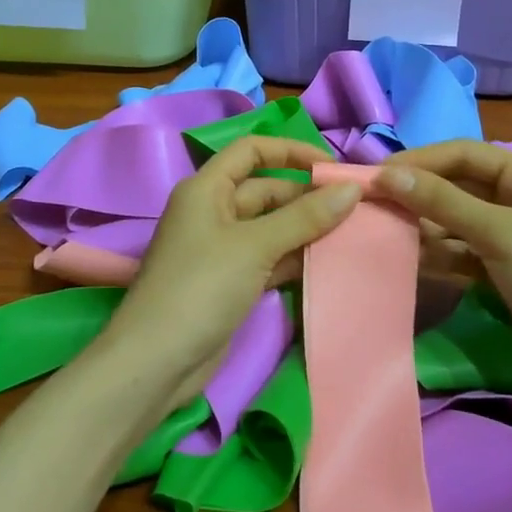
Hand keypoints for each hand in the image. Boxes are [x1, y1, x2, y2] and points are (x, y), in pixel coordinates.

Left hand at [102, 137, 360, 404]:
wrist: (157, 361)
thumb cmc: (201, 287)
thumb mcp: (255, 246)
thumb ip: (305, 217)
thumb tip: (351, 189)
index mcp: (207, 188)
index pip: (251, 150)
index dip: (290, 151)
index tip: (331, 167)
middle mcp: (213, 211)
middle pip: (266, 190)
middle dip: (306, 197)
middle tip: (354, 209)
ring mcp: (221, 248)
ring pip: (271, 227)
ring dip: (305, 229)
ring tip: (351, 234)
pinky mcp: (230, 281)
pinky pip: (268, 258)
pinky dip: (293, 258)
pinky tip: (325, 263)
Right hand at [374, 141, 511, 394]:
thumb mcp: (499, 234)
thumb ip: (442, 203)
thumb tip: (386, 174)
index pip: (462, 154)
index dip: (418, 161)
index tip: (374, 176)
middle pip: (457, 185)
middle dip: (417, 194)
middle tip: (371, 205)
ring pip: (456, 218)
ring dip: (424, 224)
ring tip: (381, 231)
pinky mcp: (506, 266)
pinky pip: (463, 248)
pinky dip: (439, 251)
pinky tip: (409, 256)